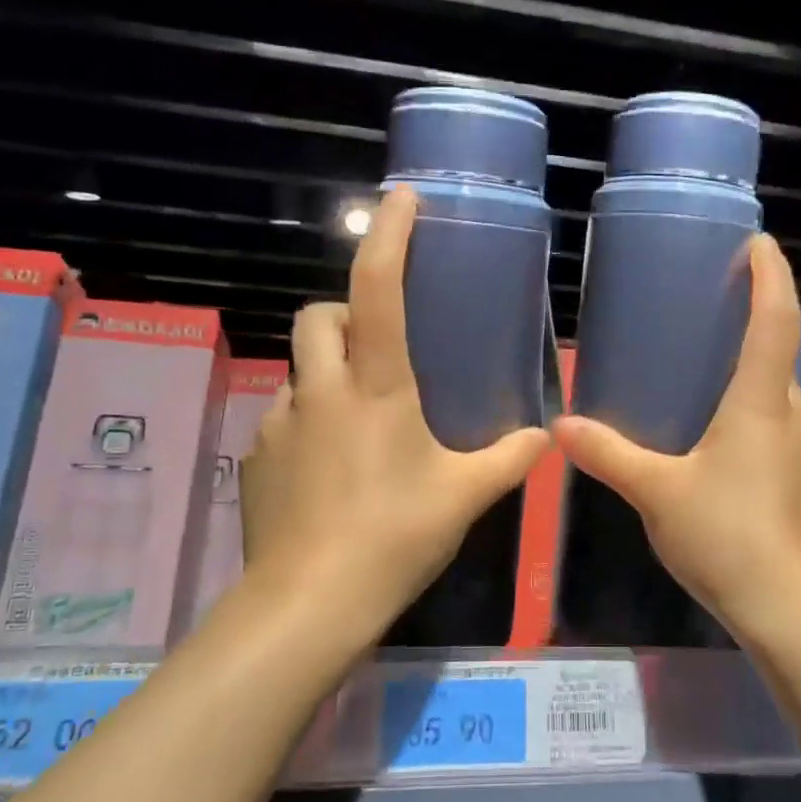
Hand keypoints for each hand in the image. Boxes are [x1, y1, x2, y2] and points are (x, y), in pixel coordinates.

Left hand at [237, 186, 550, 641]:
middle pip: (318, 315)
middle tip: (379, 346)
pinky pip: (284, 417)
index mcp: (376, 386)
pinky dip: (308, 421)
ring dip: (327, 373)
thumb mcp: (463, 496)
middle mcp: (320, 389)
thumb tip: (544, 437)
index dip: (389, 235)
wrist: (308, 602)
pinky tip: (330, 468)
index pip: (378, 288)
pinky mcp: (256, 457)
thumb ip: (508, 460)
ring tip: (359, 419)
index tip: (401, 199)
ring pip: (299, 369)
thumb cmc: (394, 536)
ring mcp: (279, 422)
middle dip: (345, 312)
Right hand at [550, 234, 800, 640]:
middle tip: (719, 308)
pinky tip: (724, 443)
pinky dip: (756, 417)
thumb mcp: (657, 493)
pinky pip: (781, 432)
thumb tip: (560, 428)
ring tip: (712, 374)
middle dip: (758, 322)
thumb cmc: (726, 537)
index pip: (774, 321)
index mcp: (759, 405)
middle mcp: (793, 418)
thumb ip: (609, 455)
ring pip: (781, 398)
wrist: (791, 611)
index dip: (769, 276)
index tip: (759, 242)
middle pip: (781, 355)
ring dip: (755, 375)